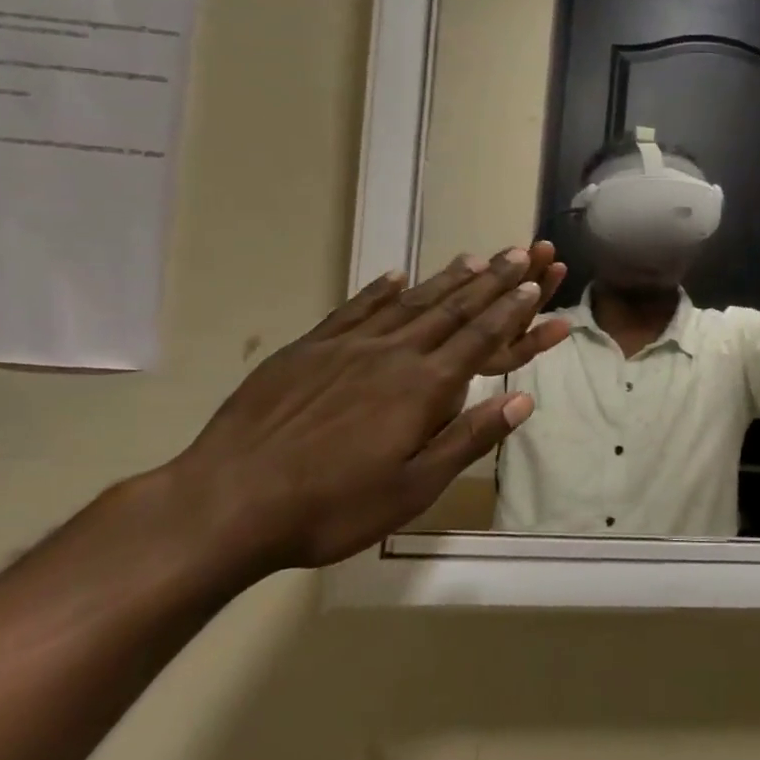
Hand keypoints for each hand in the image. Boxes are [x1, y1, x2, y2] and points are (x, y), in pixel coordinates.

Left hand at [166, 248, 572, 573]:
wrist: (226, 503)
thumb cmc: (331, 507)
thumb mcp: (413, 488)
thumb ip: (469, 438)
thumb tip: (523, 400)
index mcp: (424, 387)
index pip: (480, 338)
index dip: (511, 310)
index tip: (533, 284)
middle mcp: (393, 354)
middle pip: (453, 309)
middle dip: (491, 280)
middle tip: (519, 252)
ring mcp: (347, 346)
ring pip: (410, 302)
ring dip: (446, 279)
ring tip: (474, 256)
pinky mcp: (307, 349)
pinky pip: (354, 309)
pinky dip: (379, 289)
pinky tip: (395, 275)